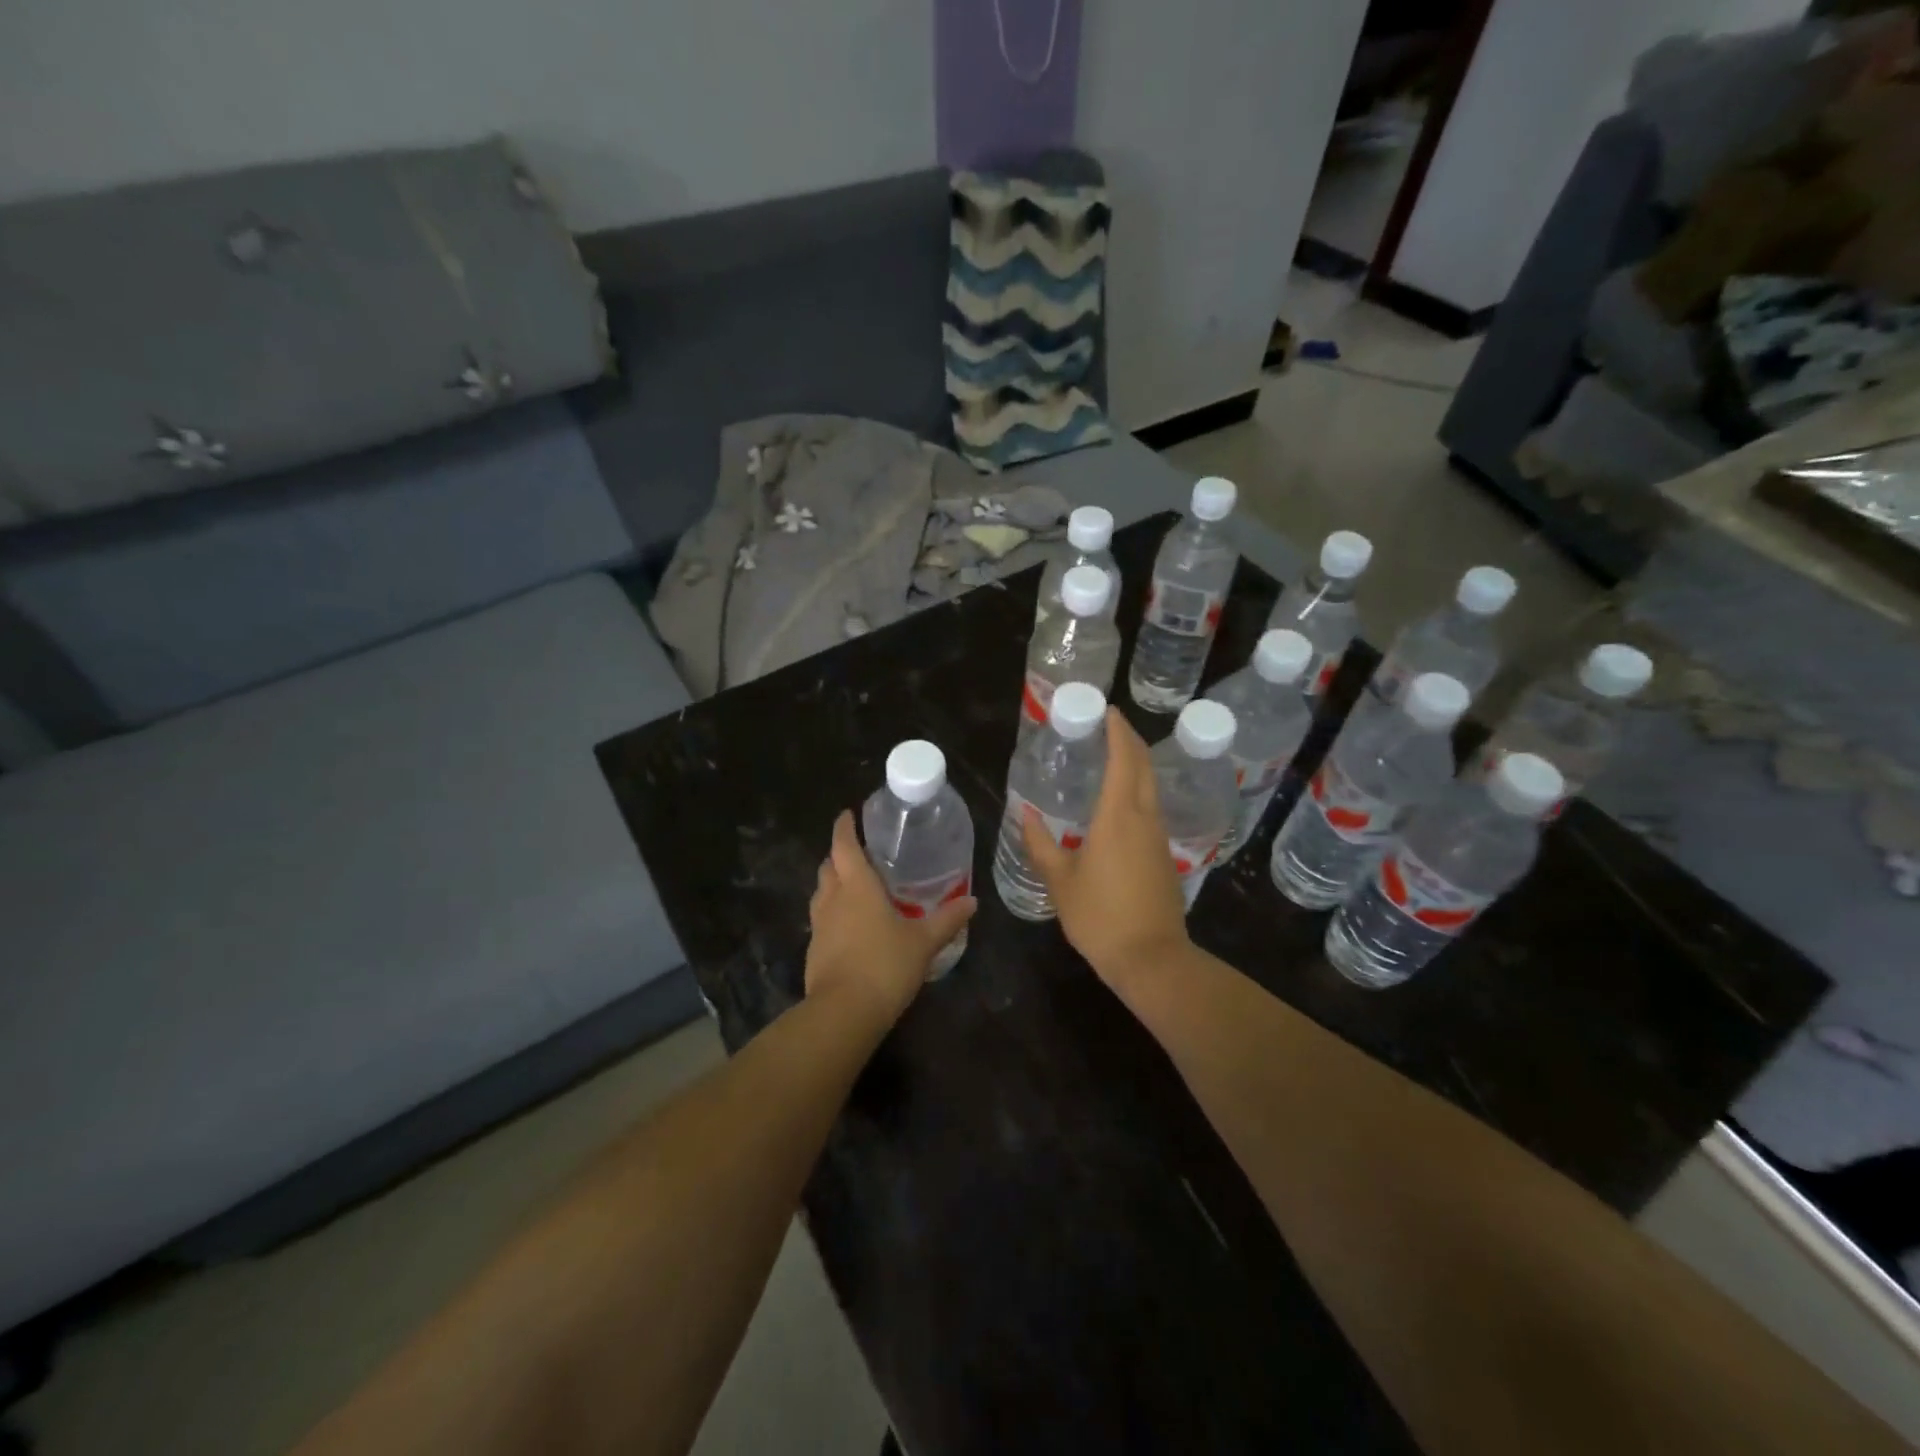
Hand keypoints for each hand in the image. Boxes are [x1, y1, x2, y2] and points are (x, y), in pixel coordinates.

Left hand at [806, 810, 976, 1024]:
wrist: (844, 1012)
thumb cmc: (885, 965)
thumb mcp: (923, 942)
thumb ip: (947, 919)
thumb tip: (972, 901)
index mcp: (857, 886)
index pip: (844, 845)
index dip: (844, 827)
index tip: (847, 814)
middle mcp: (833, 899)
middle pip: (829, 866)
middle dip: (840, 855)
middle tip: (861, 853)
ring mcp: (819, 926)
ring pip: (822, 893)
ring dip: (834, 884)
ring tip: (856, 887)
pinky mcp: (814, 950)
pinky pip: (822, 920)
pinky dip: (834, 913)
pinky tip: (852, 926)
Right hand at [1020, 709, 1190, 988]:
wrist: (1151, 959)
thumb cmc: (1100, 916)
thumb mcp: (1060, 881)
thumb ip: (1040, 844)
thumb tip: (1024, 815)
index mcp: (1118, 816)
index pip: (1124, 758)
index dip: (1118, 731)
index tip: (1108, 711)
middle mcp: (1144, 818)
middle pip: (1144, 766)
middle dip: (1130, 740)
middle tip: (1109, 726)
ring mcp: (1159, 837)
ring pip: (1151, 787)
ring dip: (1136, 765)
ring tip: (1111, 758)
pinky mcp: (1165, 856)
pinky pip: (1152, 809)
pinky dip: (1138, 791)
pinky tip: (1119, 804)